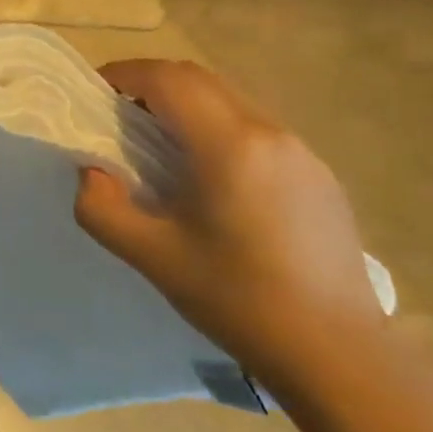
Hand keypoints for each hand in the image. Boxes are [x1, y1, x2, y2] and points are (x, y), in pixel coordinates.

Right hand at [73, 59, 386, 402]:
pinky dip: (218, 129)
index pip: (167, 79)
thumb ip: (101, 208)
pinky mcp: (320, 176)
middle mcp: (269, 133)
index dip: (125, 75)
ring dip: (187, 106)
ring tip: (161, 147)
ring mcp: (302, 153)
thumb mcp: (152, 256)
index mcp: (229, 145)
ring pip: (230, 101)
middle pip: (199, 80)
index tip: (96, 95)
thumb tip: (91, 173)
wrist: (340, 356)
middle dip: (152, 84)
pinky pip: (256, 129)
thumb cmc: (239, 299)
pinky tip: (211, 178)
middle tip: (119, 116)